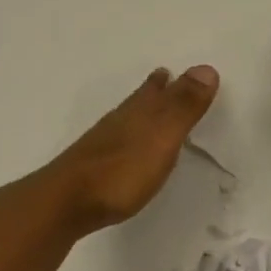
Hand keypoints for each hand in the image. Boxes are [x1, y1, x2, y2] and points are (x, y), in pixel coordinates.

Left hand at [21, 65, 220, 235]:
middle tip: (161, 79)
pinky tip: (123, 149)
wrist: (65, 203)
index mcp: (138, 113)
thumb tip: (206, 67)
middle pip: (138, 101)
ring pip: (125, 121)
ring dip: (138, 113)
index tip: (169, 70)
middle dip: (151, 92)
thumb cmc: (121, 171)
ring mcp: (101, 146)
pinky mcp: (91, 169)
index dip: (165, 81)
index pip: (155, 90)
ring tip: (146, 109)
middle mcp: (119, 123)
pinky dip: (126, 138)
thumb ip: (183, 107)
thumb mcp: (162, 138)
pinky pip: (115, 144)